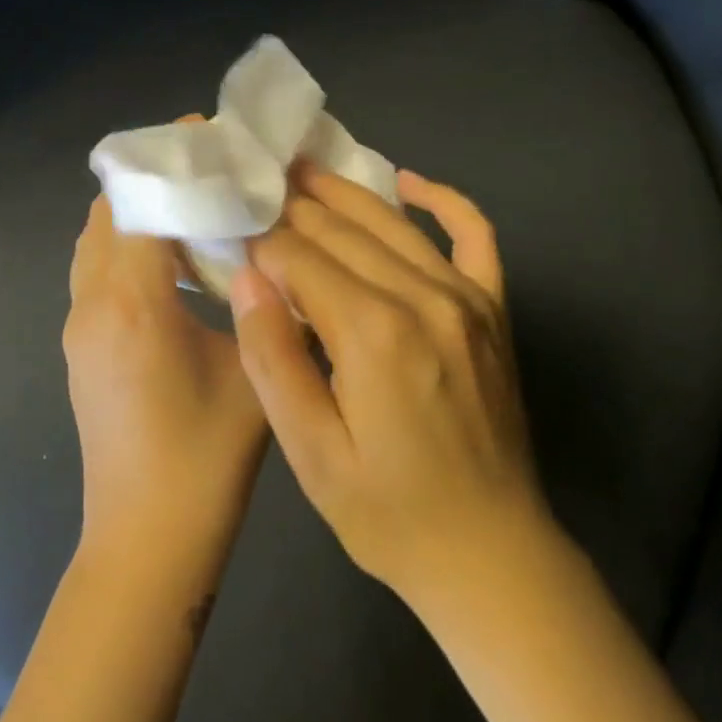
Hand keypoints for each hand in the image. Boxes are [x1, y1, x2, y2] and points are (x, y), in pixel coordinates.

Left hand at [64, 189, 268, 564]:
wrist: (147, 538)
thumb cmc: (207, 458)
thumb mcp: (255, 370)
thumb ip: (266, 304)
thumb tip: (278, 257)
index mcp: (133, 303)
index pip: (138, 203)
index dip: (170, 162)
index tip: (204, 132)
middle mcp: (92, 305)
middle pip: (107, 214)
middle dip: (151, 181)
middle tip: (205, 169)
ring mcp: (77, 329)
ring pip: (95, 245)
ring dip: (134, 215)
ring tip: (191, 207)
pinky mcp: (80, 351)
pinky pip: (95, 274)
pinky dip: (126, 249)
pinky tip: (171, 264)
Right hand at [227, 165, 552, 603]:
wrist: (489, 552)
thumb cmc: (387, 513)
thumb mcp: (311, 453)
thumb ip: (274, 359)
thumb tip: (248, 278)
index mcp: (372, 333)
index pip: (300, 258)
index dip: (259, 239)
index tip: (228, 224)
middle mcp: (423, 298)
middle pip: (343, 231)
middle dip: (292, 207)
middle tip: (254, 181)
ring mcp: (467, 298)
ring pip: (393, 224)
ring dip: (345, 192)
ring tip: (302, 168)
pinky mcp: (493, 310)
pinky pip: (475, 235)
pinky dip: (443, 199)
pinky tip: (408, 181)